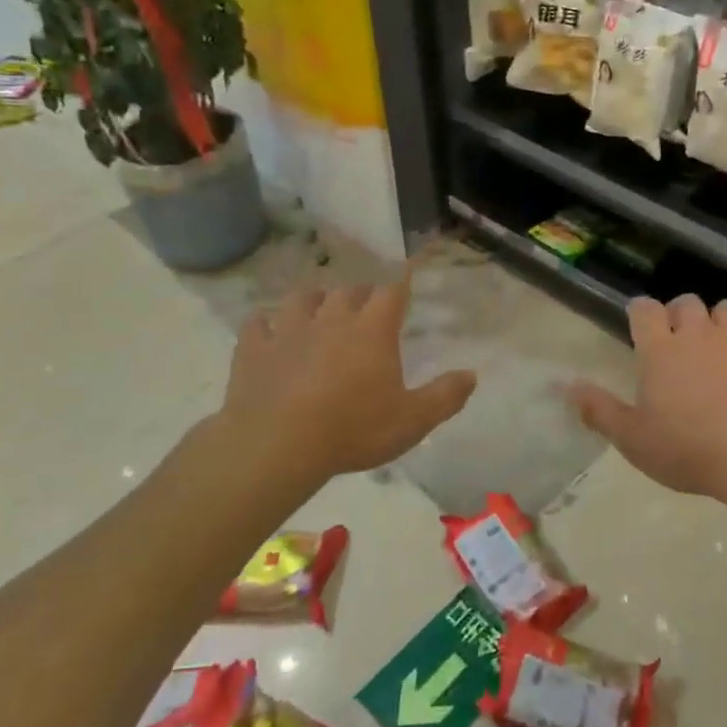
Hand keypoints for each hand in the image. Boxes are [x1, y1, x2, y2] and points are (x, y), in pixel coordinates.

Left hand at [203, 275, 476, 493]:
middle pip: (348, 291)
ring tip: (318, 306)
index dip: (400, 285)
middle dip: (360, 294)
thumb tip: (472, 375)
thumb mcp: (412, 421)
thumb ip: (445, 396)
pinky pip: (258, 324)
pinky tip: (266, 328)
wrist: (277, 444)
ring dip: (313, 299)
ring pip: (302, 299)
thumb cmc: (353, 430)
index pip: (391, 293)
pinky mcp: (254, 349)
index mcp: (372, 331)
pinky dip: (264, 323)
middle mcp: (332, 319)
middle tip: (365, 305)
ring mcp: (289, 331)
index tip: (404, 282)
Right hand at [566, 295, 726, 508]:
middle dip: (681, 316)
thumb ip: (599, 410)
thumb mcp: (634, 440)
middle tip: (681, 343)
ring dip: (720, 324)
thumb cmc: (691, 451)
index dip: (640, 312)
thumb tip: (565, 386)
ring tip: (722, 349)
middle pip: (686, 303)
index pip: (643, 310)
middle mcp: (699, 333)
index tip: (641, 324)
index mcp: (660, 350)